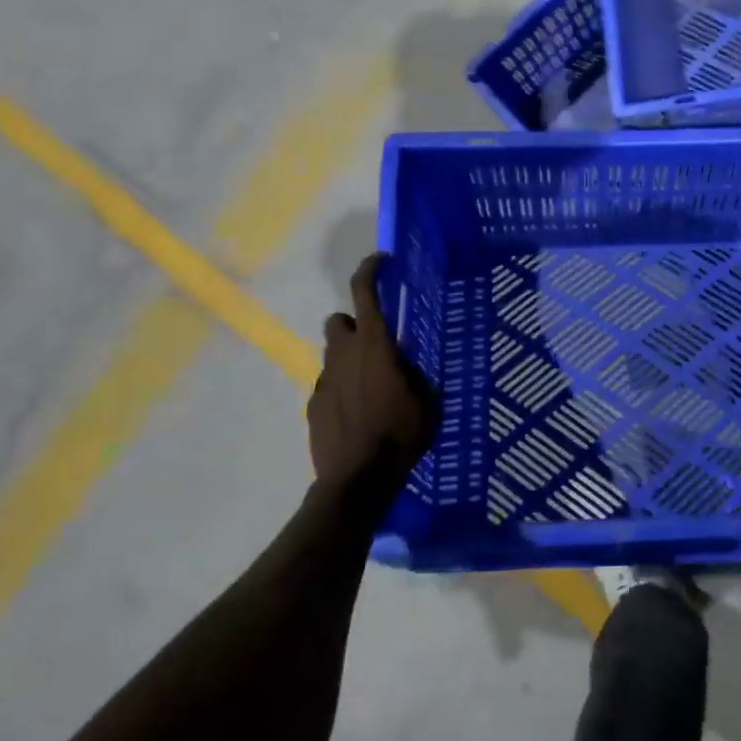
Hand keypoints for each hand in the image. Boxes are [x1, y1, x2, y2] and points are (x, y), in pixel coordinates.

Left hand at [308, 254, 435, 488]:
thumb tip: (408, 369)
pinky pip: (328, 385)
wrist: (358, 479)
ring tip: (370, 385)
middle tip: (376, 342)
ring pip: (332, 354)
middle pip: (339, 320)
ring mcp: (324, 380)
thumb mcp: (427, 401)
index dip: (370, 270)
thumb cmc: (401, 434)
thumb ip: (415, 375)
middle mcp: (344, 354)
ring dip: (349, 358)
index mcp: (375, 345)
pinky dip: (341, 389)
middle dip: (354, 324)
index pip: (365, 293)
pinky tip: (357, 413)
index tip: (381, 261)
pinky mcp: (313, 406)